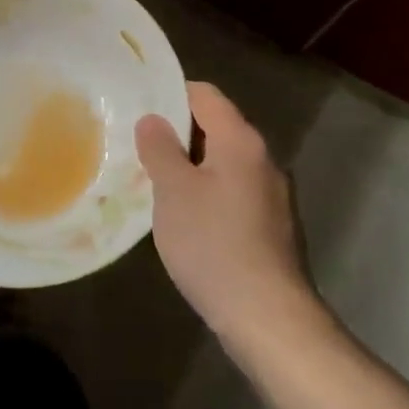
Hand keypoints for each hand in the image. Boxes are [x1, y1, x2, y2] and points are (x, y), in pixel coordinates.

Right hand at [135, 81, 313, 343]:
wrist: (266, 315)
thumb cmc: (213, 244)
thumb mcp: (173, 192)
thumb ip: (160, 149)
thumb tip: (152, 119)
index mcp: (241, 141)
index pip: (205, 95)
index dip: (171, 93)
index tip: (138, 104)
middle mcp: (263, 159)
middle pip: (216, 128)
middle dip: (176, 133)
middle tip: (137, 145)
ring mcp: (271, 195)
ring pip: (223, 163)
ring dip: (190, 166)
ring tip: (153, 181)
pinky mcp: (271, 226)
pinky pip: (232, 193)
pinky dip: (206, 193)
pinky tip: (184, 218)